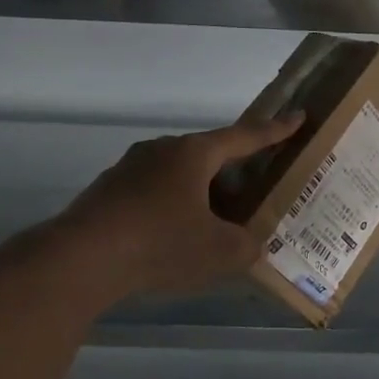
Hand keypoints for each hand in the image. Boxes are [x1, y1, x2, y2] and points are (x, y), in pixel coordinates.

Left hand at [52, 114, 303, 302]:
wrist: (80, 260)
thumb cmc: (161, 243)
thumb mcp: (221, 251)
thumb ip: (247, 245)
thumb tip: (251, 245)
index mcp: (195, 154)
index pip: (246, 136)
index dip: (276, 130)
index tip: (298, 117)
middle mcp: (162, 151)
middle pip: (210, 154)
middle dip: (235, 169)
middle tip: (255, 185)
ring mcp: (130, 169)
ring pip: (179, 175)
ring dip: (202, 192)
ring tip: (216, 219)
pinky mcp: (109, 193)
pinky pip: (155, 193)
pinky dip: (173, 208)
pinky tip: (175, 236)